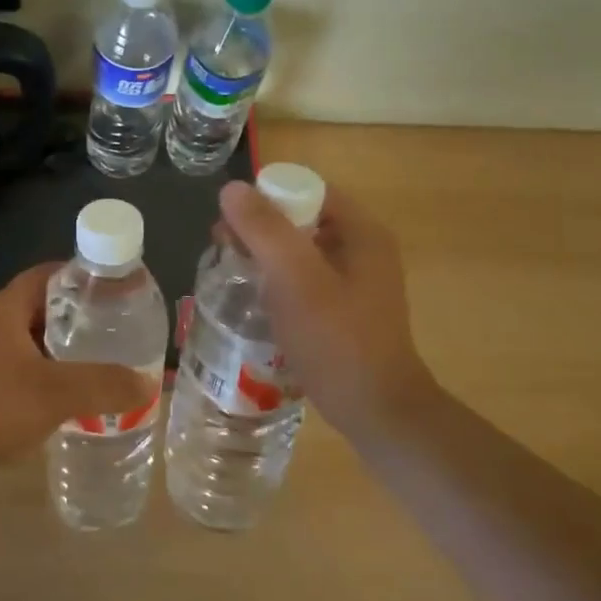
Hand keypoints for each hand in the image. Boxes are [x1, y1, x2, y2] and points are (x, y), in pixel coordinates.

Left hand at [0, 264, 153, 505]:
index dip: (81, 276)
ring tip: (102, 363)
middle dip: (78, 317)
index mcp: (4, 309)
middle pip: (41, 307)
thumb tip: (149, 383)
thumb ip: (104, 385)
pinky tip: (69, 399)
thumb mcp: (56, 393)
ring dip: (62, 351)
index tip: (115, 289)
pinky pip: (18, 370)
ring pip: (30, 342)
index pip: (47, 274)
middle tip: (116, 329)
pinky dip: (44, 377)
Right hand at [216, 181, 432, 430]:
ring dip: (264, 255)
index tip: (231, 224)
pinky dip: (277, 281)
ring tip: (232, 275)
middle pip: (301, 218)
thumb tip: (232, 188)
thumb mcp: (296, 280)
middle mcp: (362, 248)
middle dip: (259, 229)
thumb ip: (264, 231)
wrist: (377, 413)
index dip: (266, 198)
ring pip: (299, 250)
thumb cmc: (337, 341)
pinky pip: (304, 278)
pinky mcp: (344, 308)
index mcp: (361, 232)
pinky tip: (255, 301)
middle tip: (223, 250)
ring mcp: (355, 280)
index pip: (307, 190)